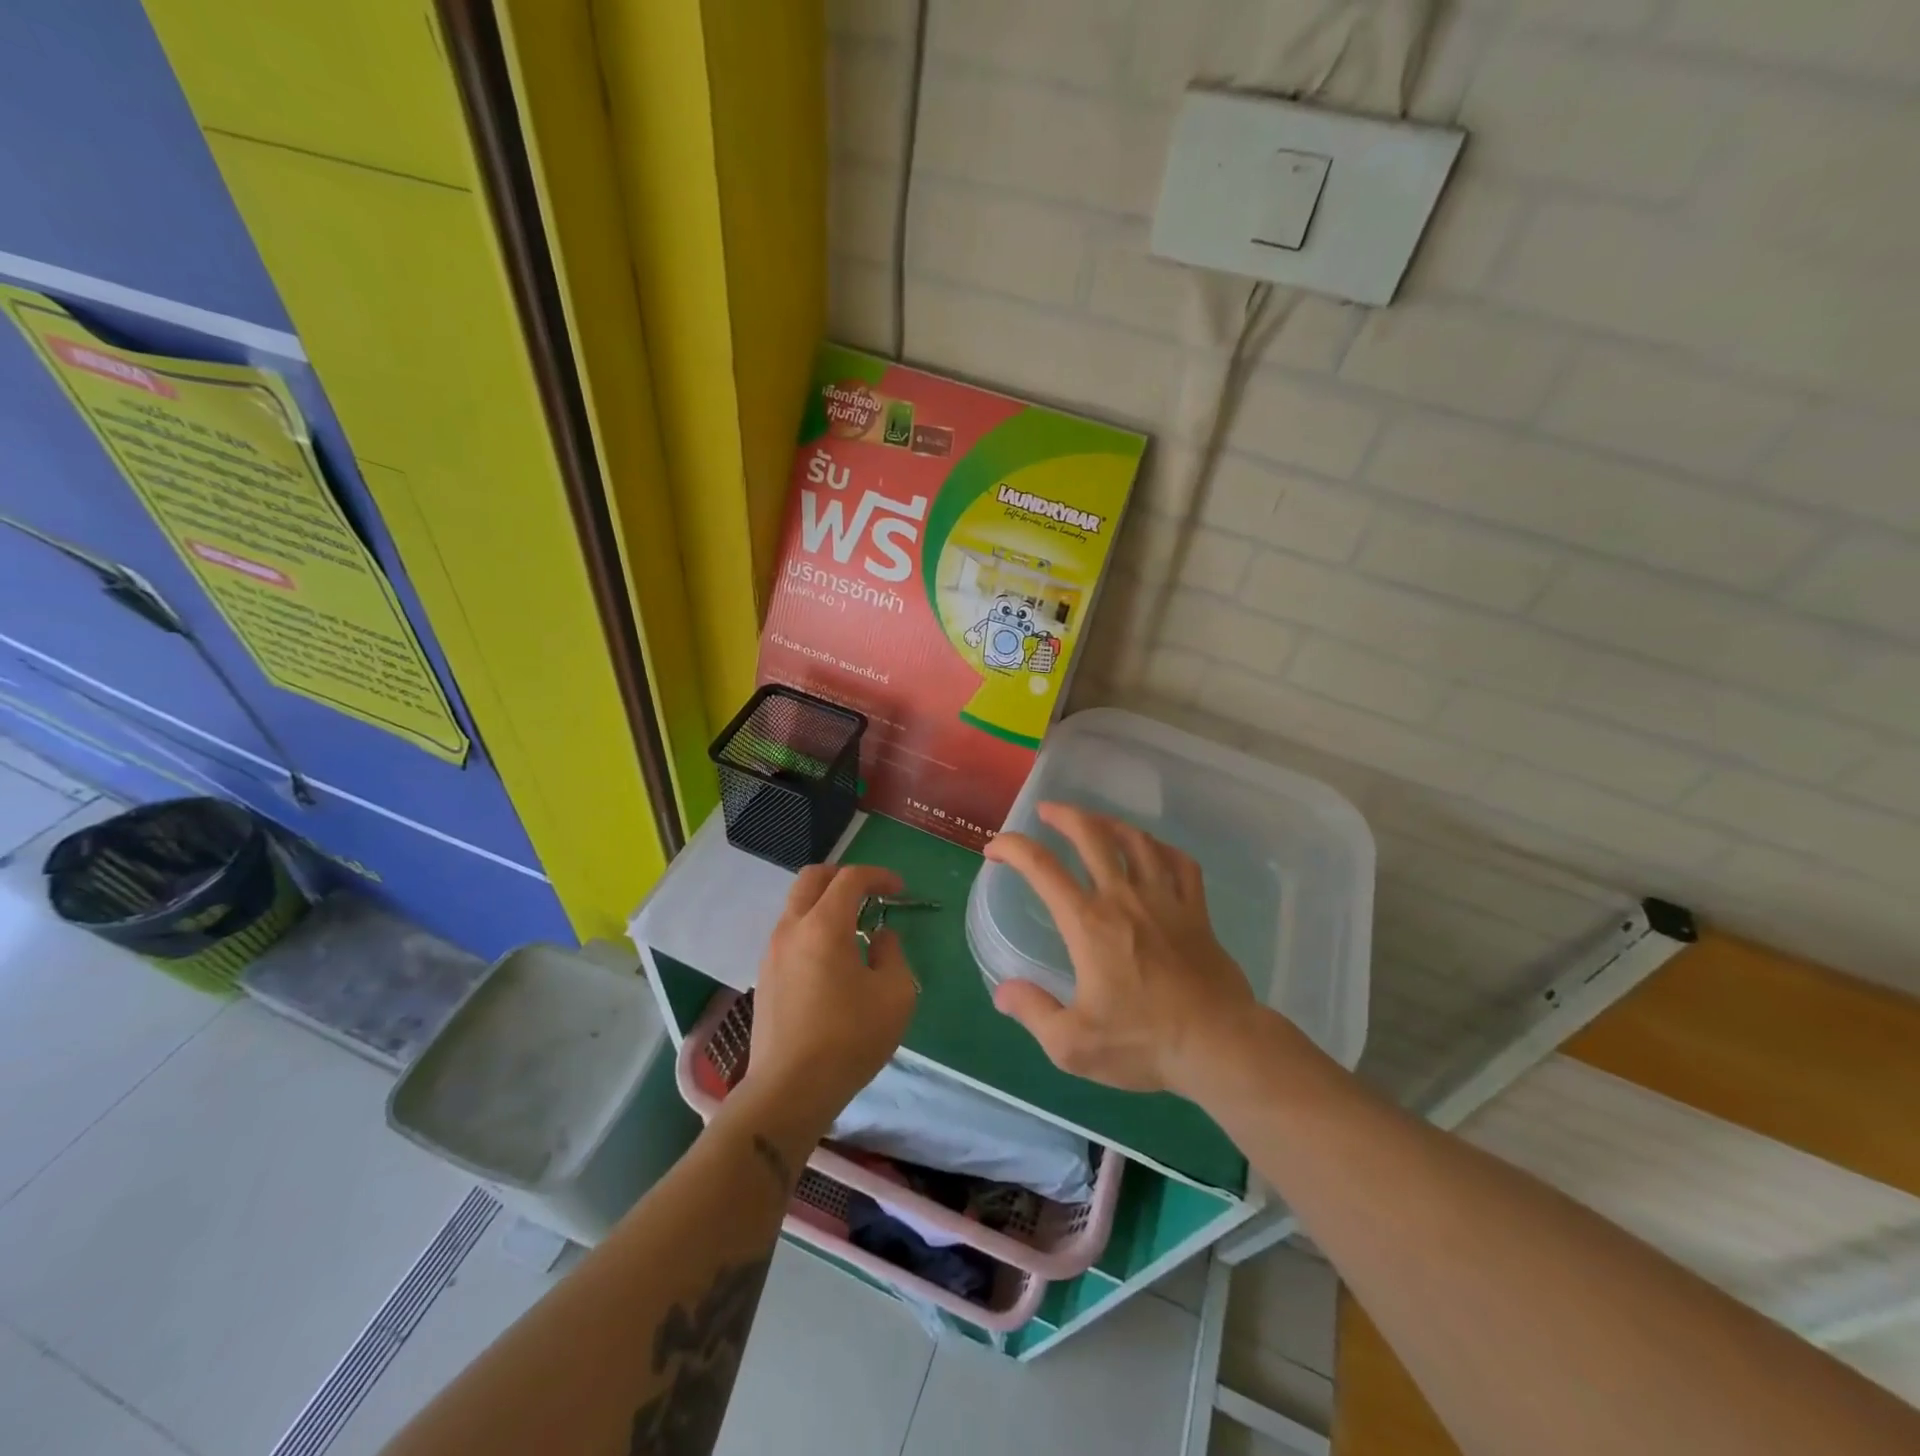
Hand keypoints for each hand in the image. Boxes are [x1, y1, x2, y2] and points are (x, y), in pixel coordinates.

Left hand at [738, 864, 918, 1135]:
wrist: (789, 1090)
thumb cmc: (850, 1038)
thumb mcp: (895, 995)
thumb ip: (893, 954)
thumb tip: (879, 937)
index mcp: (824, 925)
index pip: (850, 879)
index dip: (878, 876)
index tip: (899, 890)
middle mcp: (792, 929)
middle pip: (812, 879)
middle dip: (843, 877)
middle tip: (869, 893)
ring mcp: (772, 952)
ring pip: (796, 905)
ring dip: (825, 903)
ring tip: (853, 929)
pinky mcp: (764, 977)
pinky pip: (789, 933)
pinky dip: (812, 928)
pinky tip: (831, 960)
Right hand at [984, 803, 1256, 1094]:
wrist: (1219, 1045)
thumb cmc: (1144, 1043)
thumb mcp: (1073, 1045)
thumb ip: (1033, 1012)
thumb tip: (1002, 991)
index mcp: (1089, 923)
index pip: (1042, 867)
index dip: (1013, 847)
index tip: (995, 849)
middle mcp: (1124, 898)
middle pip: (1092, 835)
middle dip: (1064, 815)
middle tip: (1047, 811)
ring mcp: (1165, 899)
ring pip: (1136, 840)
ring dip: (1110, 823)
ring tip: (1095, 823)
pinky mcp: (1197, 911)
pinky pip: (1180, 863)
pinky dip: (1162, 848)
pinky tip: (1153, 850)